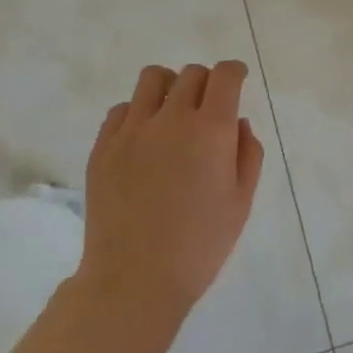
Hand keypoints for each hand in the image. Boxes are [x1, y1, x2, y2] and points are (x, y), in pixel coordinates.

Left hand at [77, 61, 264, 324]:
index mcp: (211, 130)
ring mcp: (133, 129)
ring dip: (170, 86)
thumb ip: (248, 153)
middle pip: (192, 74)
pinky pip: (122, 108)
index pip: (224, 75)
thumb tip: (236, 122)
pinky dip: (138, 112)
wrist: (134, 280)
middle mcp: (172, 118)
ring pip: (153, 78)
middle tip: (207, 108)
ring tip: (171, 111)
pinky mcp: (104, 145)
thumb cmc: (199, 246)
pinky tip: (143, 138)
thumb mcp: (241, 202)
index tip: (237, 79)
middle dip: (206, 83)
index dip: (234, 71)